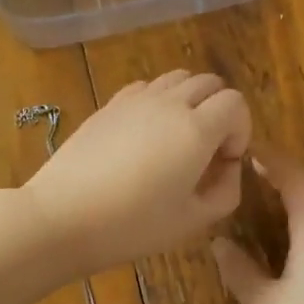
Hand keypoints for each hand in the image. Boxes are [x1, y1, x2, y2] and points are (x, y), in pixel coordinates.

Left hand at [22, 71, 252, 275]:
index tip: (225, 161)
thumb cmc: (133, 225)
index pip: (236, 102)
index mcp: (196, 129)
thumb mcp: (193, 220)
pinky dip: (159, 100)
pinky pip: (147, 87)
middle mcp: (170, 103)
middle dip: (220, 110)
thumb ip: (226, 190)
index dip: (240, 130)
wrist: (63, 216)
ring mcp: (136, 99)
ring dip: (190, 100)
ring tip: (178, 137)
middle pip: (210, 82)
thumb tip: (229, 167)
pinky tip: (146, 133)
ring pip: (178, 78)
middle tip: (207, 149)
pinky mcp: (110, 104)